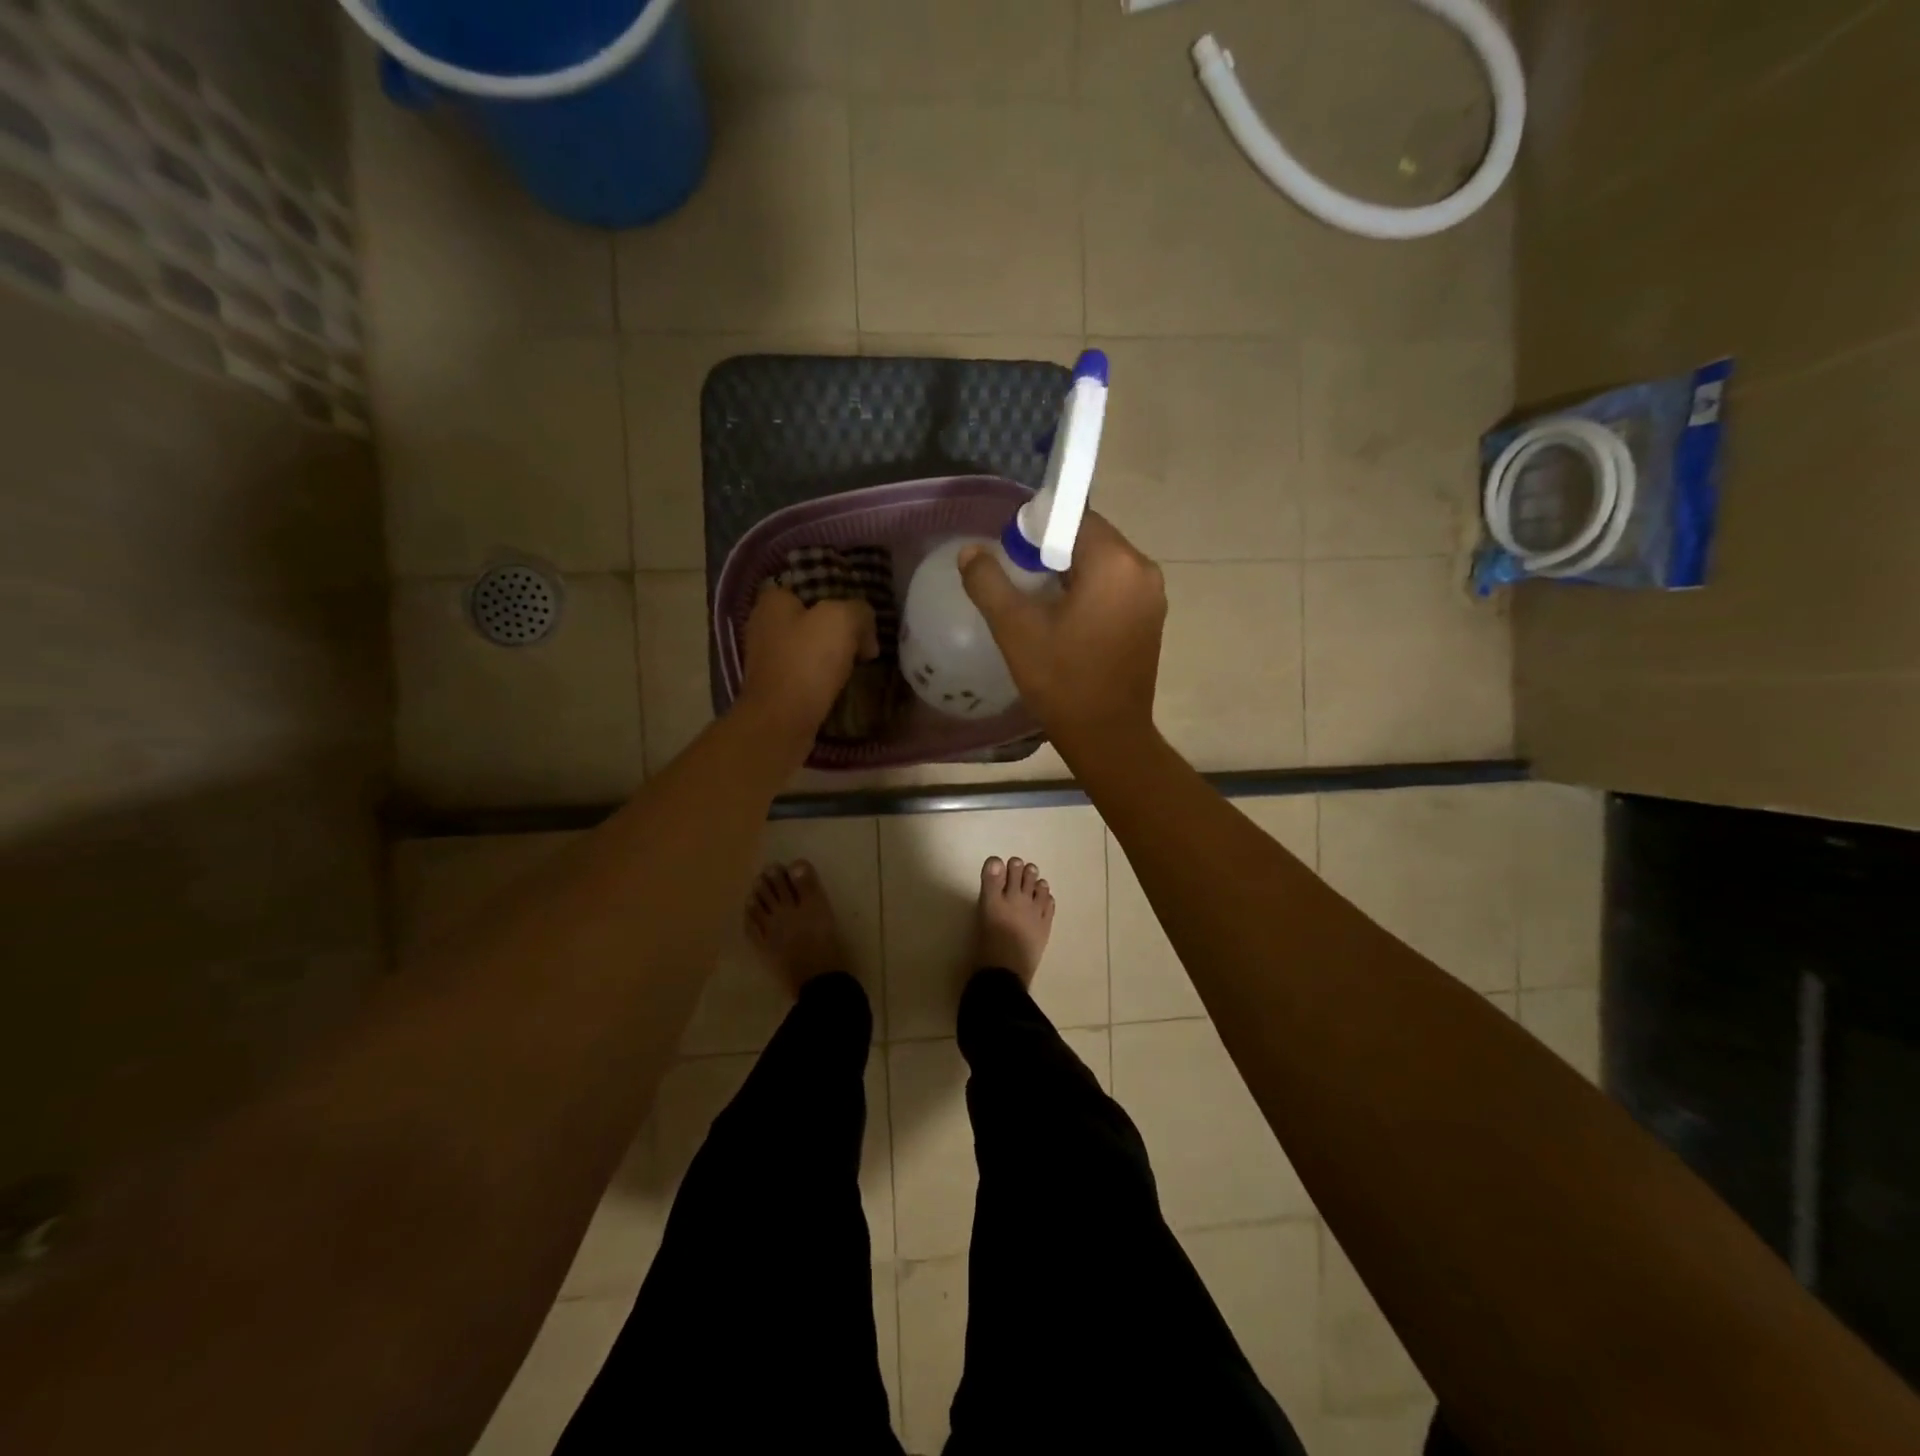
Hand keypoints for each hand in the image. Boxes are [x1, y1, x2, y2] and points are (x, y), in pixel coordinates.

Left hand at [737, 585, 878, 742]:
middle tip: (862, 641)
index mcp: (773, 602)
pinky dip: (820, 677)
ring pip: (806, 647)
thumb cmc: (807, 662)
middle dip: (835, 629)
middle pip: (808, 618)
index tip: (856, 612)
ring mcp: (765, 659)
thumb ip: (859, 611)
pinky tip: (838, 685)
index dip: (833, 595)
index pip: (804, 586)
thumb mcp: (842, 620)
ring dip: (829, 655)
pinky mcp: (773, 687)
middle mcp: (763, 626)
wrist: (781, 721)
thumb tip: (865, 631)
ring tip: (856, 664)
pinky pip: (804, 672)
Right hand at [959, 512, 1165, 756]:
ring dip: (1069, 573)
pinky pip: (1114, 587)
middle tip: (1018, 578)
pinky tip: (1064, 620)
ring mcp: (1152, 596)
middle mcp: (1143, 570)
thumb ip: (989, 582)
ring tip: (1037, 601)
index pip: (1074, 517)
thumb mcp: (1015, 629)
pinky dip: (1088, 591)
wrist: (1107, 735)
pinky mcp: (1151, 618)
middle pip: (1090, 539)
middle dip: (1052, 551)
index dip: (1038, 527)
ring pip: (1102, 564)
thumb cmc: (1062, 680)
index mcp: (1115, 563)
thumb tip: (970, 551)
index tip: (1012, 553)